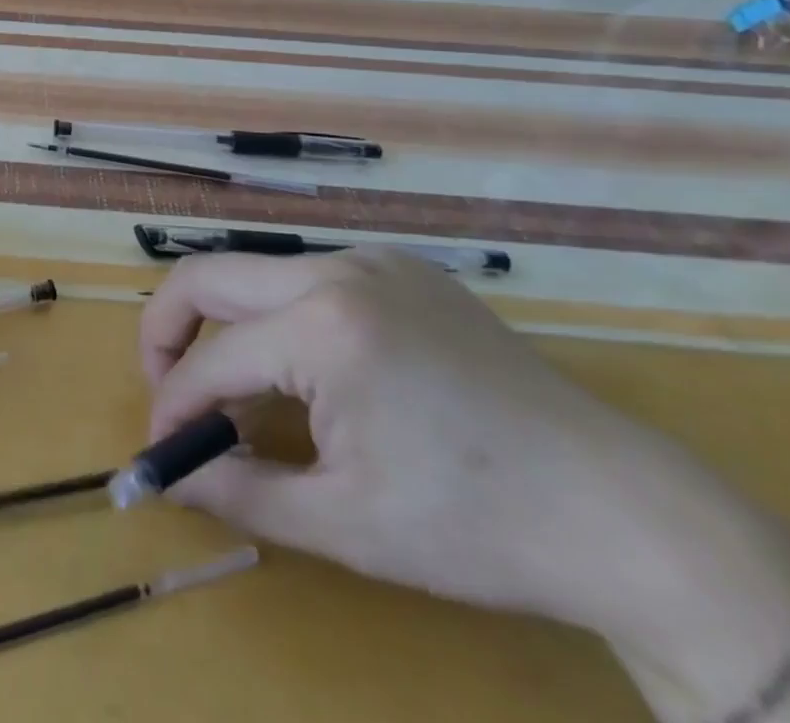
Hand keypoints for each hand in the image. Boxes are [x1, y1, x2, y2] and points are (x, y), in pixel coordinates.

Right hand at [141, 253, 789, 717]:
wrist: (627, 516)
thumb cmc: (479, 528)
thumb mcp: (344, 523)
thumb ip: (237, 492)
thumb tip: (168, 476)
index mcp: (323, 326)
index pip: (211, 359)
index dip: (172, 407)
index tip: (163, 452)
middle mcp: (337, 269)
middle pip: (208, 277)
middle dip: (168, 333)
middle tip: (170, 394)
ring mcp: (373, 260)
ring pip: (256, 274)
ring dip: (227, 327)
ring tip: (236, 392)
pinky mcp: (401, 269)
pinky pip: (308, 279)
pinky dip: (279, 318)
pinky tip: (305, 372)